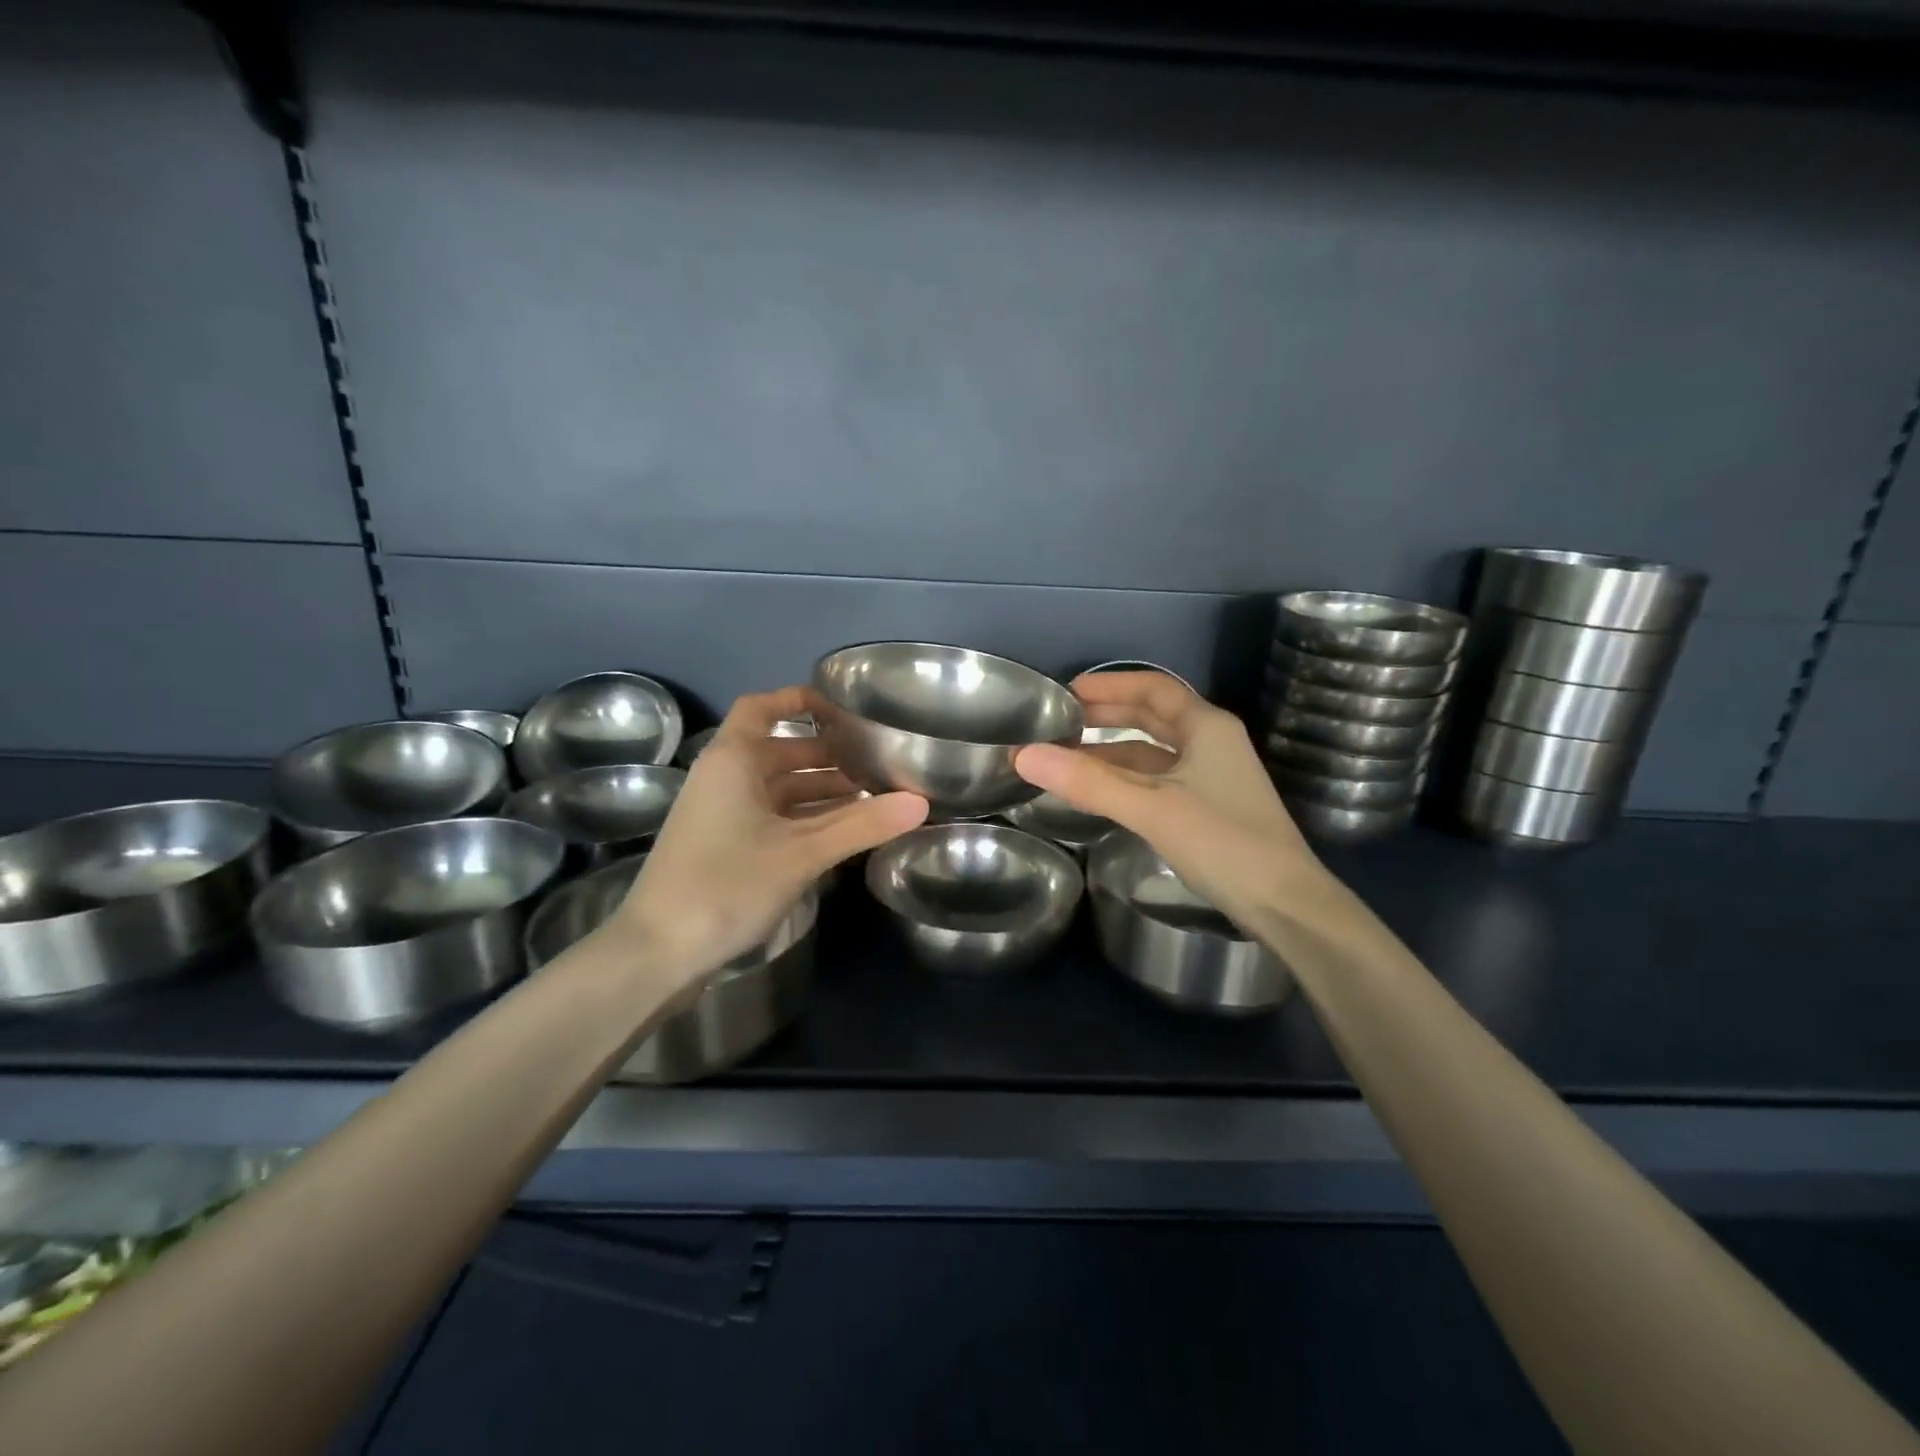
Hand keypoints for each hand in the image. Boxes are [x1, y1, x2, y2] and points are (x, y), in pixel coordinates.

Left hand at [610, 687, 927, 984]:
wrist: (657, 952)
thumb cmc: (727, 885)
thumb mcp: (802, 853)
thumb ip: (862, 825)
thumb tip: (921, 802)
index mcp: (732, 760)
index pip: (761, 707)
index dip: (798, 700)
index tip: (843, 710)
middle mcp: (723, 777)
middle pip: (778, 750)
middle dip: (826, 754)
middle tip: (875, 763)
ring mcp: (720, 814)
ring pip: (777, 788)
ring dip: (819, 790)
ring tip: (870, 799)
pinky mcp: (722, 846)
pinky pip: (770, 816)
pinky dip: (803, 817)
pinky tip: (839, 833)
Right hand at [1013, 672, 1329, 930]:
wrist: (1284, 904)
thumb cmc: (1223, 842)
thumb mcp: (1151, 807)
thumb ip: (1088, 782)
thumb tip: (1024, 755)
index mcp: (1207, 726)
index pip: (1152, 688)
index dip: (1109, 684)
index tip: (1066, 692)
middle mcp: (1211, 743)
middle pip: (1152, 716)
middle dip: (1105, 715)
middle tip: (1058, 722)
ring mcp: (1211, 777)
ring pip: (1152, 753)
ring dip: (1111, 752)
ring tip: (1064, 758)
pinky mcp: (1207, 808)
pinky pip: (1157, 781)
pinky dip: (1125, 780)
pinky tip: (1098, 791)